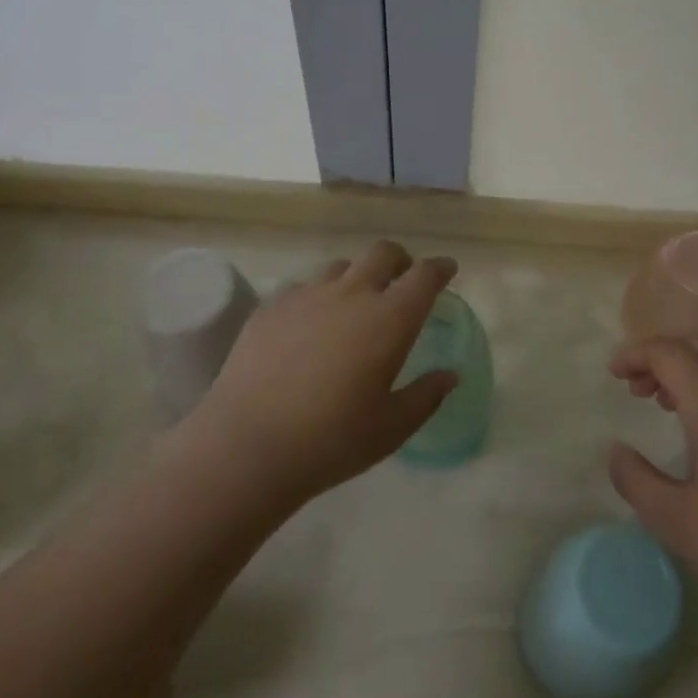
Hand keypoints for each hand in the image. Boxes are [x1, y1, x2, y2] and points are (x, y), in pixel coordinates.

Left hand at [185, 242, 457, 505]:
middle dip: (400, 260)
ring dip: (357, 276)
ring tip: (355, 304)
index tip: (447, 270)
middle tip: (403, 280)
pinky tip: (311, 326)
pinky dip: (318, 297)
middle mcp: (351, 294)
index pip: (424, 276)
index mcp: (389, 319)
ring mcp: (307, 296)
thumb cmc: (332, 440)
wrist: (248, 445)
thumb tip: (449, 375)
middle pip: (382, 253)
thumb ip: (426, 396)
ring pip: (341, 266)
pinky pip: (304, 288)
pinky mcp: (271, 308)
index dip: (440, 268)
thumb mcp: (392, 428)